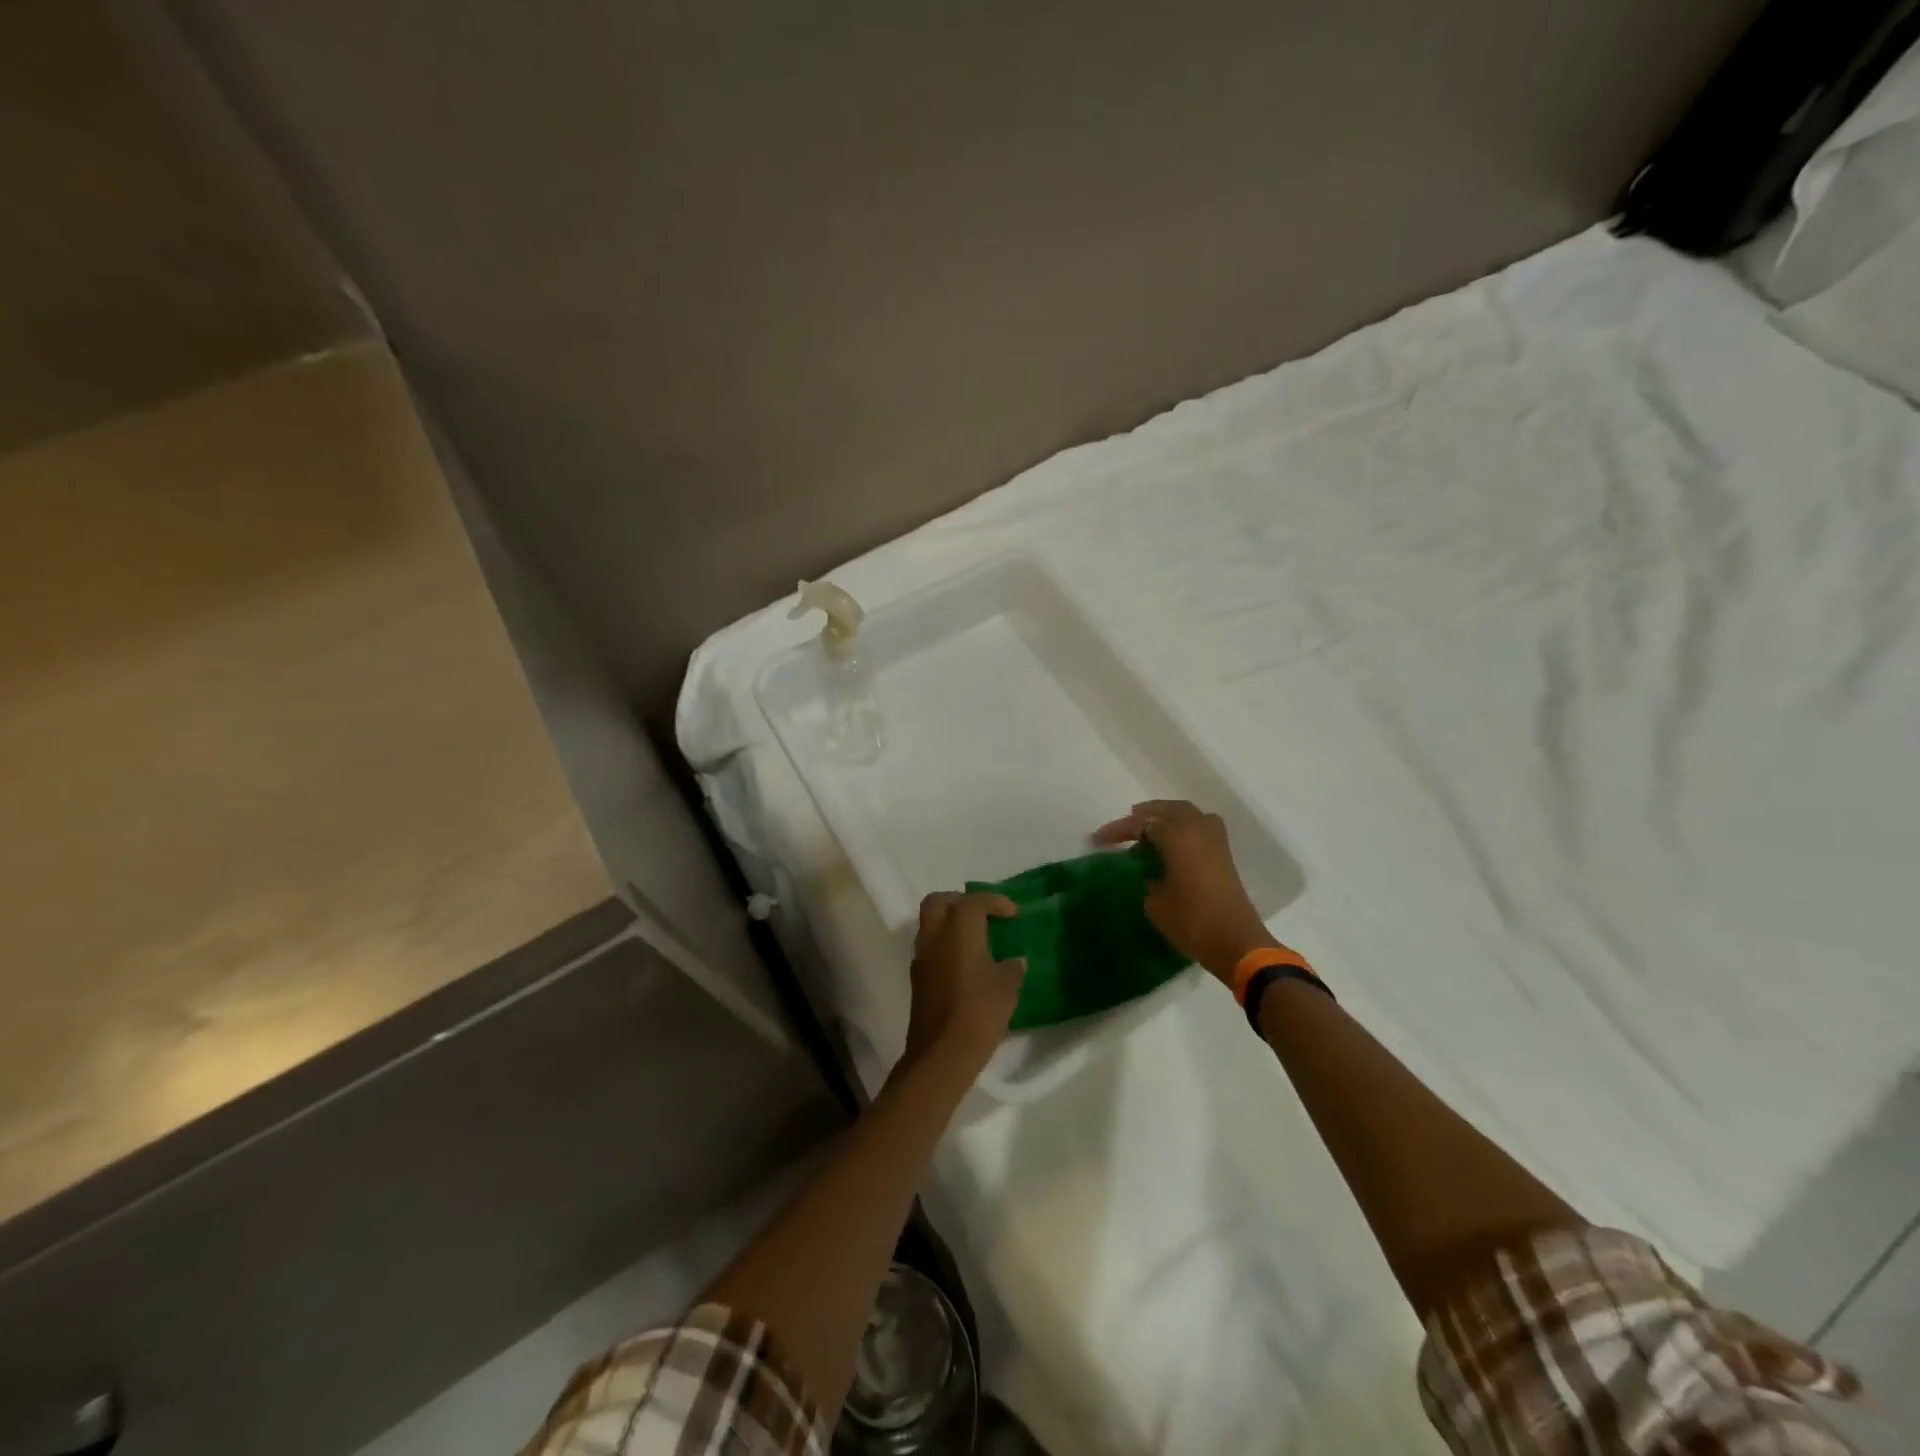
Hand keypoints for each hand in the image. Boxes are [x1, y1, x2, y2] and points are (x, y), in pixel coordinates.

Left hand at [903, 892, 1025, 1071]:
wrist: (941, 1053)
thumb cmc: (979, 1012)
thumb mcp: (1007, 988)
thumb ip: (1012, 968)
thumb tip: (1015, 961)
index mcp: (959, 929)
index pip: (974, 901)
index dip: (995, 902)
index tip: (1012, 913)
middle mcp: (935, 936)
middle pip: (939, 902)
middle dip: (960, 901)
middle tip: (982, 913)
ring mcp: (922, 956)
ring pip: (930, 923)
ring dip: (949, 922)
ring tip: (975, 937)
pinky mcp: (917, 978)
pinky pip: (929, 947)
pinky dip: (944, 944)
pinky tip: (964, 962)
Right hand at [1093, 800, 1274, 982]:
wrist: (1236, 942)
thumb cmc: (1191, 921)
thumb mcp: (1154, 902)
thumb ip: (1147, 877)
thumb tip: (1148, 870)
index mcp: (1178, 836)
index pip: (1142, 824)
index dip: (1118, 830)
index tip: (1098, 839)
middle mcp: (1198, 829)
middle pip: (1167, 810)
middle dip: (1145, 815)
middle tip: (1126, 826)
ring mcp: (1215, 840)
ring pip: (1187, 814)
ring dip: (1167, 816)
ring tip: (1149, 828)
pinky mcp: (1224, 854)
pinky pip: (1200, 826)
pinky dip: (1184, 826)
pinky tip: (1172, 842)